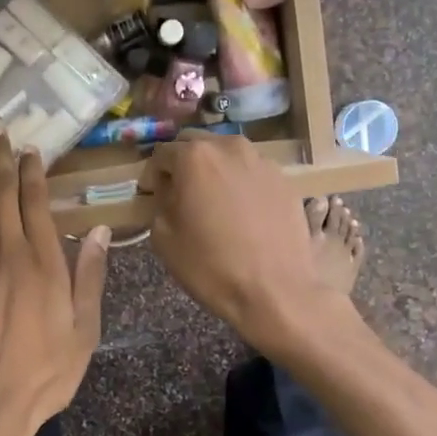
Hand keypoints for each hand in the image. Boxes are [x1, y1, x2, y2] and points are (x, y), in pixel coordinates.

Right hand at [142, 132, 345, 350]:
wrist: (274, 290)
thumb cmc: (210, 265)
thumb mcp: (164, 236)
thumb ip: (160, 202)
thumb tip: (168, 190)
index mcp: (195, 156)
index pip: (161, 154)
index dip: (152, 176)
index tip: (151, 197)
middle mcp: (230, 147)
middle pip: (196, 145)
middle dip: (183, 165)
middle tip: (180, 195)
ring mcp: (262, 161)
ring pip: (227, 156)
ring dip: (214, 171)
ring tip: (213, 202)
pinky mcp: (285, 180)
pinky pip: (252, 173)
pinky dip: (240, 184)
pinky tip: (241, 213)